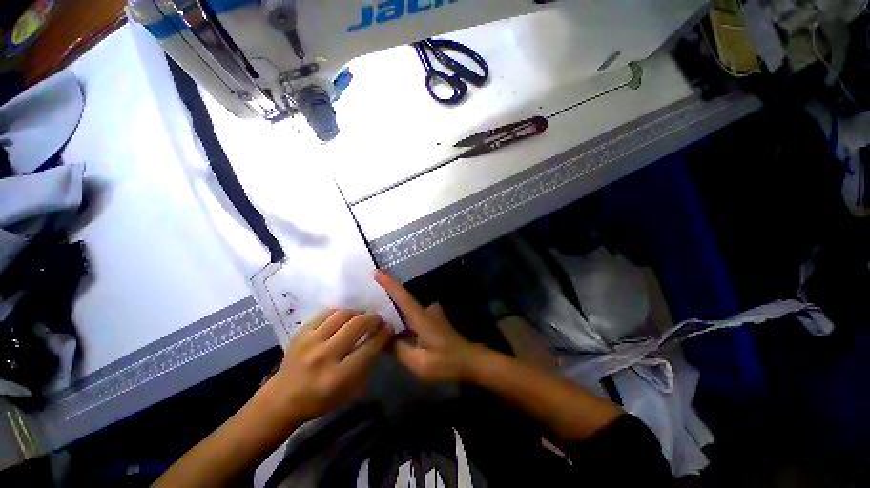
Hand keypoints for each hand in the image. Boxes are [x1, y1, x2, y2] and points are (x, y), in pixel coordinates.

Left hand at [269, 309, 392, 423]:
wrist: (282, 398)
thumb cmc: (321, 400)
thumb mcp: (350, 391)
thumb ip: (367, 364)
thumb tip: (380, 338)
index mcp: (338, 376)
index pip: (369, 347)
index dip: (384, 333)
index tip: (389, 327)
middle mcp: (324, 356)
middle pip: (357, 325)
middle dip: (374, 318)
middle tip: (378, 319)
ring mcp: (310, 341)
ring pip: (343, 314)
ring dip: (358, 313)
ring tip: (361, 317)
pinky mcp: (301, 332)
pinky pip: (327, 313)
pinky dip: (341, 313)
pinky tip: (344, 318)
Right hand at [375, 270, 482, 382]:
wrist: (469, 361)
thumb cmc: (446, 362)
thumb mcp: (420, 363)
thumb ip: (399, 350)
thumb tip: (382, 339)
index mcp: (421, 317)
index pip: (403, 296)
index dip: (390, 283)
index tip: (377, 271)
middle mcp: (425, 311)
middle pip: (403, 298)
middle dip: (387, 295)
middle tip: (367, 297)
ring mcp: (430, 314)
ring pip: (407, 307)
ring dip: (393, 308)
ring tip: (375, 313)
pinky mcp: (432, 320)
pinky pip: (412, 315)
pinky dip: (401, 318)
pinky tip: (391, 326)